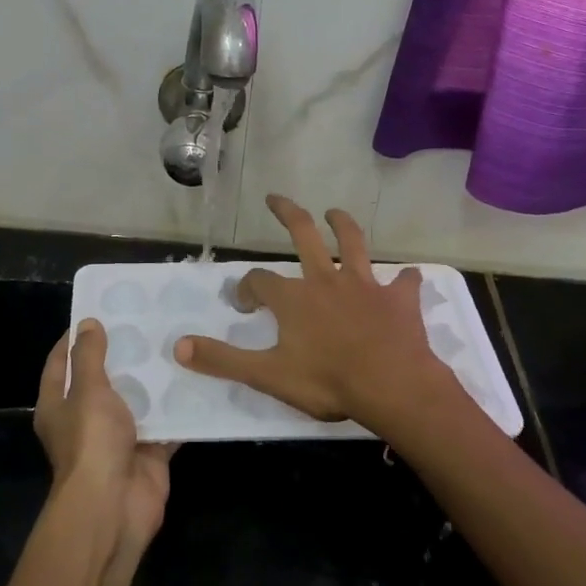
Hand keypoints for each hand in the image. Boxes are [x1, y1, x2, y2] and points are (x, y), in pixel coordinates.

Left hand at [35, 319, 175, 557]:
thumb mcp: (87, 390)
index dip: (75, 338)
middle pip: (104, 380)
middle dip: (123, 354)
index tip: (99, 312)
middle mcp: (86, 421)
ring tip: (176, 342)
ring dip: (154, 379)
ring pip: (138, 400)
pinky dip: (179, 408)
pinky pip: (166, 424)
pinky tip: (198, 379)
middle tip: (148, 321)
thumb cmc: (91, 442)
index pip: (61, 363)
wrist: (114, 507)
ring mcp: (118, 438)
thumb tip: (87, 323)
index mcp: (59, 406)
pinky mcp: (148, 452)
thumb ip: (90, 356)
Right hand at [173, 195, 454, 437]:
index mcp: (294, 298)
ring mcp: (365, 286)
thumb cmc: (327, 381)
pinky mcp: (398, 299)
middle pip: (303, 235)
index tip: (246, 303)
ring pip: (353, 244)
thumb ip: (223, 360)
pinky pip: (404, 282)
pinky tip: (407, 278)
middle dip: (287, 214)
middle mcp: (326, 280)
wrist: (392, 386)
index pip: (259, 281)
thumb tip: (178, 347)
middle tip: (275, 198)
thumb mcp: (267, 375)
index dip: (247, 288)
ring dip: (343, 225)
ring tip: (335, 212)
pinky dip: (405, 279)